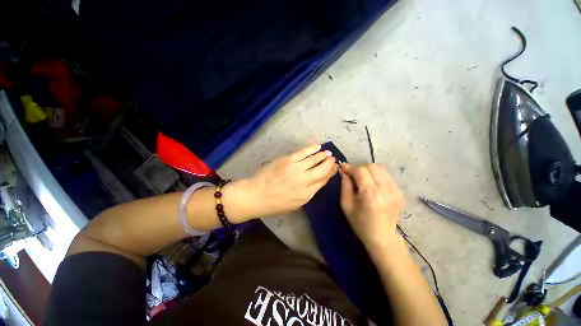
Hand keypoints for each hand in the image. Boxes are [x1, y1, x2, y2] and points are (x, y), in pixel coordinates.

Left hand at [230, 144, 337, 218]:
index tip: (335, 168)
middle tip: (334, 159)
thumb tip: (319, 181)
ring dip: (323, 156)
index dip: (330, 174)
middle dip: (329, 164)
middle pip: (322, 170)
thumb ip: (309, 192)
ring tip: (328, 153)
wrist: (257, 195)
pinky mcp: (288, 160)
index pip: (323, 181)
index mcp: (307, 194)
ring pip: (314, 160)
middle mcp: (304, 181)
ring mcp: (296, 169)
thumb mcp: (295, 204)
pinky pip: (303, 152)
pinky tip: (318, 146)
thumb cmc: (276, 203)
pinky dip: (312, 149)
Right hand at [340, 163, 403, 248]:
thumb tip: (344, 170)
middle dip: (359, 167)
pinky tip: (372, 183)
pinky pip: (387, 175)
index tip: (343, 169)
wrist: (382, 238)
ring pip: (381, 168)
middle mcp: (386, 189)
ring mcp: (396, 190)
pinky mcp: (400, 192)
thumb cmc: (360, 223)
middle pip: (372, 166)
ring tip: (362, 178)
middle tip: (352, 175)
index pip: (361, 170)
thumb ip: (344, 184)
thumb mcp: (346, 204)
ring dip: (368, 170)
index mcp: (371, 194)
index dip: (350, 167)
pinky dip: (377, 175)